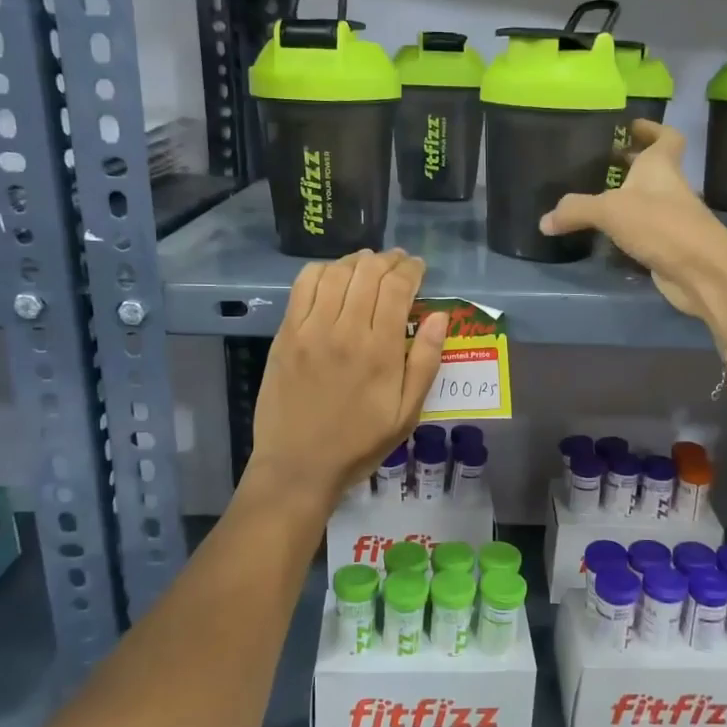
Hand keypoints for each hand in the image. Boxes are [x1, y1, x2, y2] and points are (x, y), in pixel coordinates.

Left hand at [247, 249, 448, 503]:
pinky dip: (321, 270)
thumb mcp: (407, 414)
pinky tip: (332, 276)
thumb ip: (426, 362)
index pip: (397, 288)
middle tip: (397, 262)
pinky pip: (303, 286)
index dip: (411, 270)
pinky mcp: (286, 334)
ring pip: (336, 273)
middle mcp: (346, 331)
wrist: (299, 466)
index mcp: (381, 351)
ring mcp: (311, 330)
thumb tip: (440, 316)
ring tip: (368, 264)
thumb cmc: (359, 444)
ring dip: (356, 261)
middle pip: (368, 273)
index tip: (418, 267)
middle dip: (388, 261)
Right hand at [540, 121, 726, 335]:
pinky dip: (627, 231)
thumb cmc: (660, 224)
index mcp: (661, 167)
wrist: (700, 271)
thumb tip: (544, 221)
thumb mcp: (610, 211)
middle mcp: (669, 188)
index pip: (666, 138)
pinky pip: (643, 232)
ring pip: (647, 202)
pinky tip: (604, 236)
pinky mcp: (668, 247)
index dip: (652, 129)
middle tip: (600, 164)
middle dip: (631, 165)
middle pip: (653, 169)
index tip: (632, 126)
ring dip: (627, 200)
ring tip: (593, 200)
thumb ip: (576, 211)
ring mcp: (671, 219)